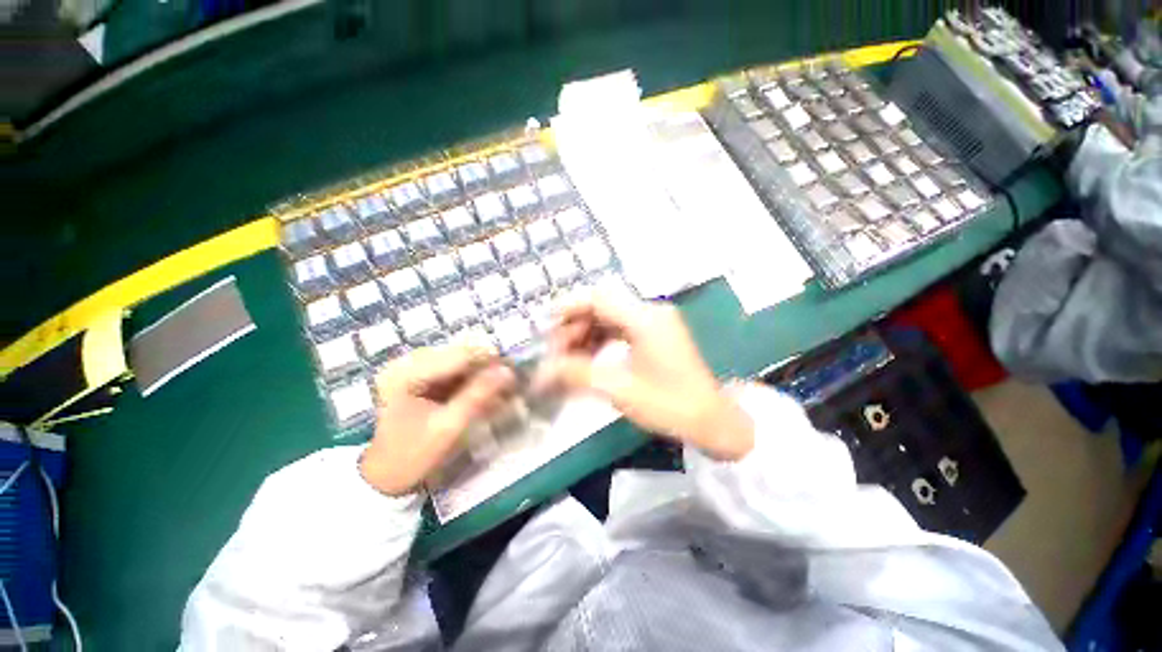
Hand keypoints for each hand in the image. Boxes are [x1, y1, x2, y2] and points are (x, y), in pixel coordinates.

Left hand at [360, 344, 515, 495]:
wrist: (384, 476)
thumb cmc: (412, 455)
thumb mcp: (449, 427)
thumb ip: (478, 396)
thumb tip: (508, 371)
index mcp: (407, 373)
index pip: (459, 355)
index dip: (490, 360)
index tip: (514, 371)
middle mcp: (408, 363)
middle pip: (461, 355)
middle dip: (487, 369)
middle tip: (509, 385)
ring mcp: (414, 369)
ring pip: (461, 363)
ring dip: (482, 376)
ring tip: (500, 393)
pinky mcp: (421, 377)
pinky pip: (455, 373)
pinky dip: (472, 383)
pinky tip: (485, 396)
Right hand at [535, 295, 753, 460]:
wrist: (713, 421)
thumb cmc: (670, 406)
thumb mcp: (619, 390)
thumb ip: (577, 375)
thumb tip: (543, 371)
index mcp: (645, 319)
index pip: (598, 299)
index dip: (569, 308)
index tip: (547, 326)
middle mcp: (651, 312)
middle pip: (602, 306)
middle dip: (575, 326)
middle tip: (556, 351)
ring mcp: (656, 322)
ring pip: (610, 317)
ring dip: (587, 333)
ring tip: (569, 358)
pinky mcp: (657, 333)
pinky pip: (622, 328)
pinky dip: (602, 339)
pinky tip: (590, 357)